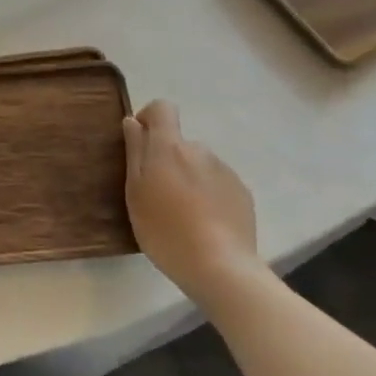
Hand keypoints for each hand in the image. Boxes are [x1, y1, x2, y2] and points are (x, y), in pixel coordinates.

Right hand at [122, 100, 261, 294]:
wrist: (220, 267)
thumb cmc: (165, 229)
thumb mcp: (135, 192)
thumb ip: (134, 152)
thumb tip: (133, 122)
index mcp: (170, 147)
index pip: (163, 108)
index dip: (149, 118)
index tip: (140, 142)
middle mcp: (200, 150)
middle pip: (179, 143)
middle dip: (167, 160)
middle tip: (157, 196)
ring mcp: (225, 171)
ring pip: (199, 165)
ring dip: (188, 179)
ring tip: (182, 215)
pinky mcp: (242, 193)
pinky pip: (218, 184)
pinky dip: (208, 195)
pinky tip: (205, 225)